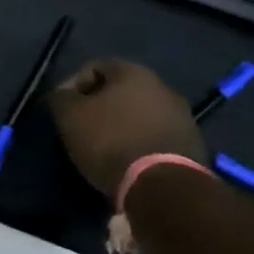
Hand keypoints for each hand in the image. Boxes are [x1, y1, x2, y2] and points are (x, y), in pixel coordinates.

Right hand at [46, 60, 206, 202]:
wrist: (163, 186)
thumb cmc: (110, 141)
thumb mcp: (69, 116)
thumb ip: (61, 98)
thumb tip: (63, 95)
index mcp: (133, 73)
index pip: (95, 66)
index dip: (73, 84)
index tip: (63, 108)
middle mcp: (163, 87)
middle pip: (121, 90)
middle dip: (99, 105)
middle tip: (82, 127)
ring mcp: (182, 116)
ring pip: (140, 113)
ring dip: (121, 125)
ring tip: (104, 147)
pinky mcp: (193, 145)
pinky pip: (155, 135)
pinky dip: (139, 142)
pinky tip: (127, 160)